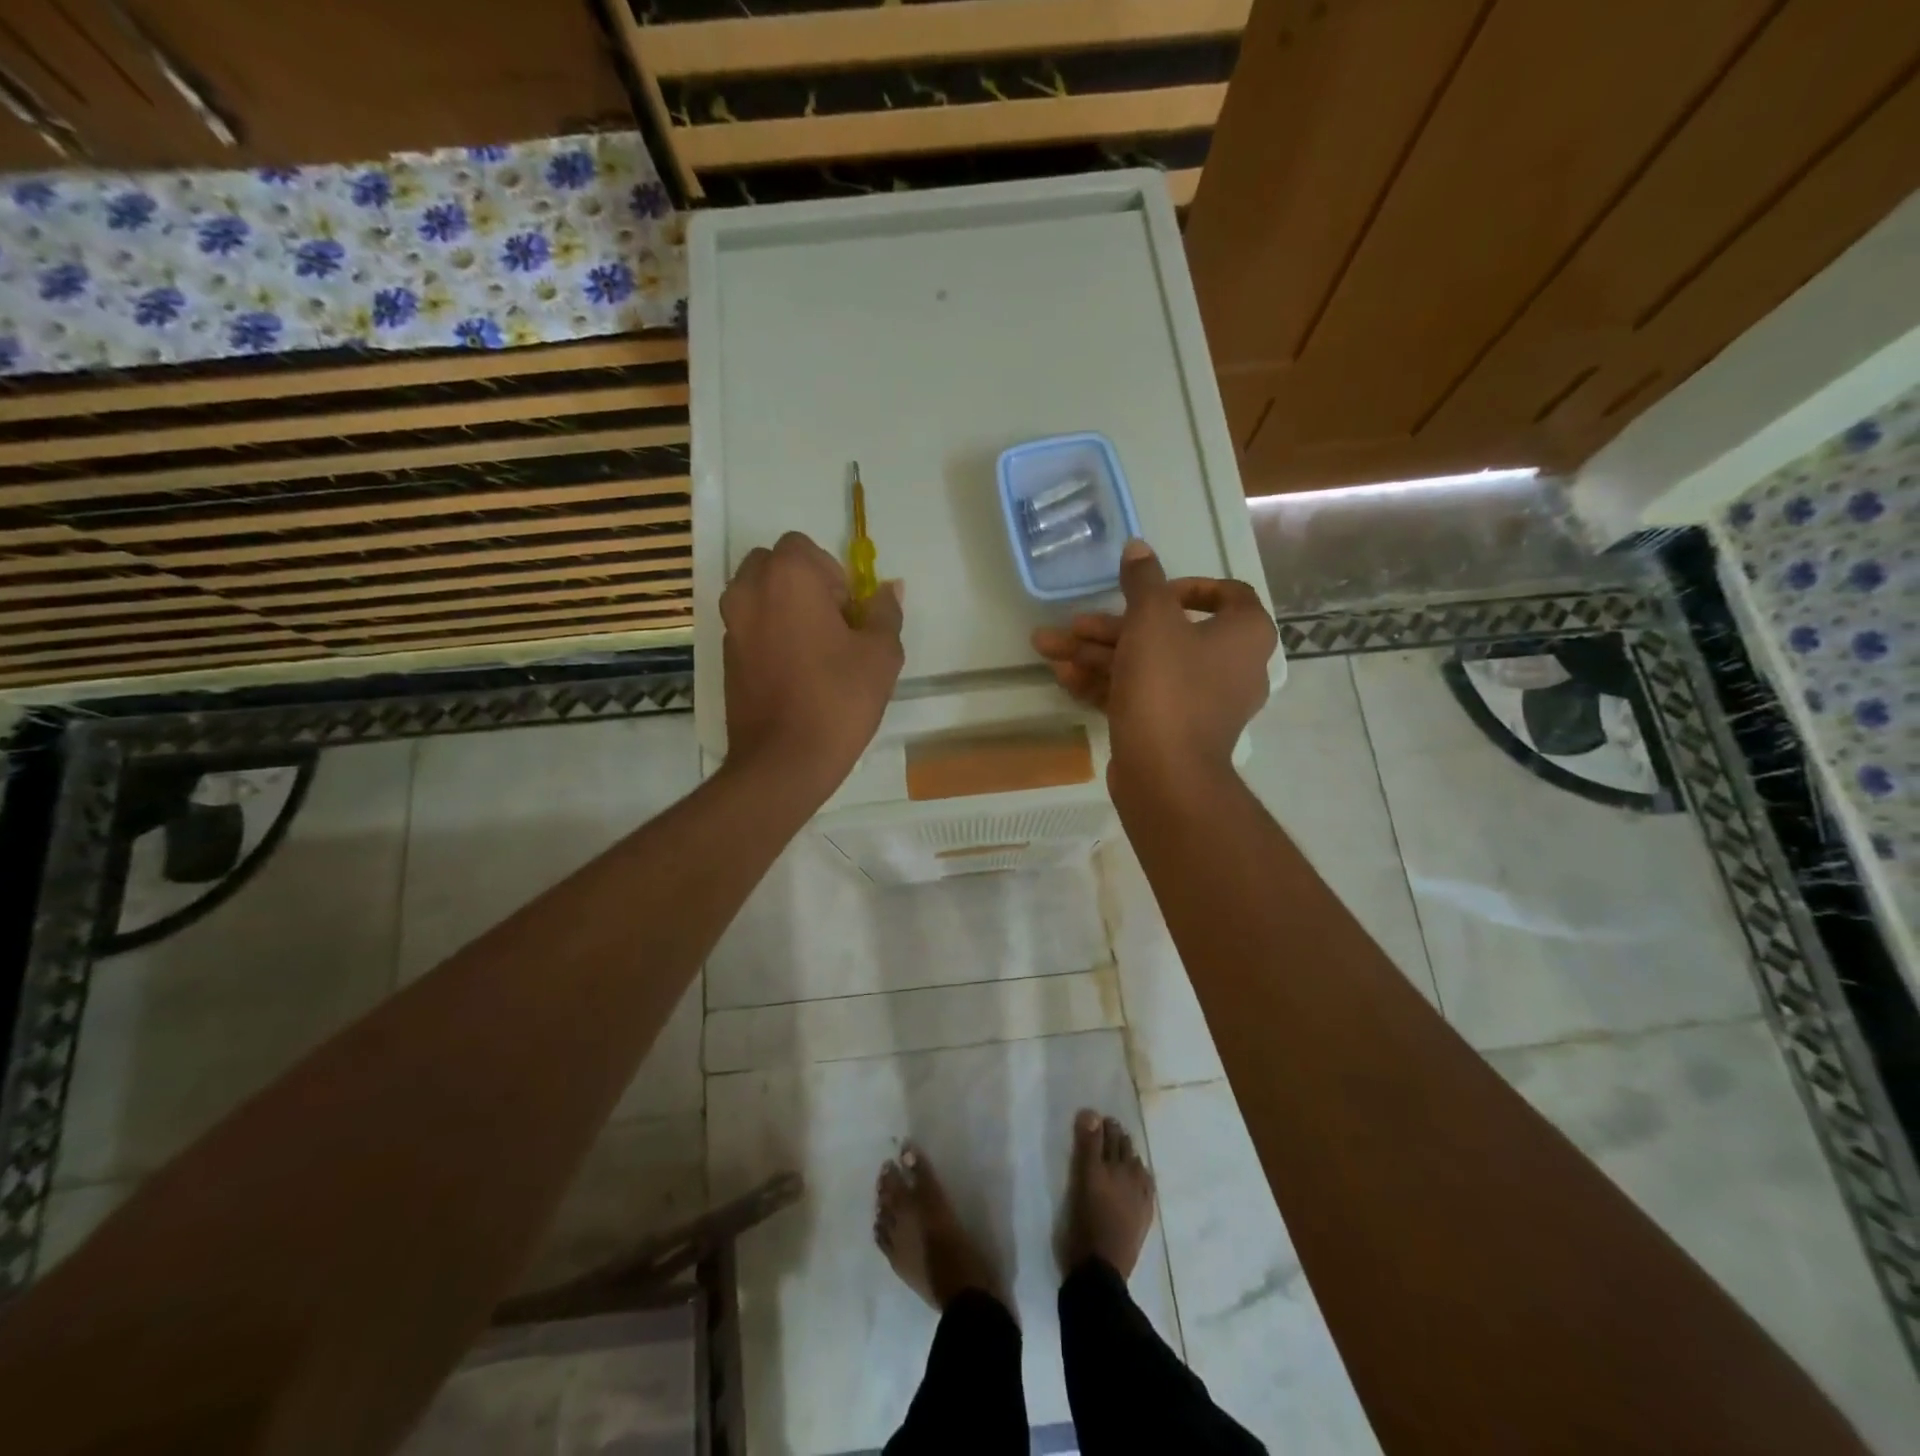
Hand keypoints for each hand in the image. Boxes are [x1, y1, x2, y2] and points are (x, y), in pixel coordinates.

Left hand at [721, 531, 903, 792]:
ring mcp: (731, 624)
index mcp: (788, 577)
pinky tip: (795, 671)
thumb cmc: (838, 699)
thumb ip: (885, 612)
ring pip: (759, 594)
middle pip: (776, 565)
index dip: (832, 574)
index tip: (849, 613)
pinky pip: (750, 625)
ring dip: (785, 607)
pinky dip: (770, 633)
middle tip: (833, 626)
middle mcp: (749, 590)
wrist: (784, 760)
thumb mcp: (880, 654)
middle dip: (805, 584)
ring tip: (814, 649)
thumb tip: (890, 587)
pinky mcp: (725, 656)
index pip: (805, 547)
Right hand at [1032, 538, 1275, 782]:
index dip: (1186, 586)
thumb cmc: (1168, 686)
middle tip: (1072, 625)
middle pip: (1166, 633)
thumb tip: (1139, 546)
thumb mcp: (1151, 620)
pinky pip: (1141, 695)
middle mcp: (1230, 666)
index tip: (1149, 590)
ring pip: (1146, 665)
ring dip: (1097, 654)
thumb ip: (1143, 580)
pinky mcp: (1173, 729)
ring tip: (1049, 649)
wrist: (1166, 774)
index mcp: (1244, 634)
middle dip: (1111, 628)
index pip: (1227, 595)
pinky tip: (1063, 678)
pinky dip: (1107, 683)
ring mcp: (1200, 702)